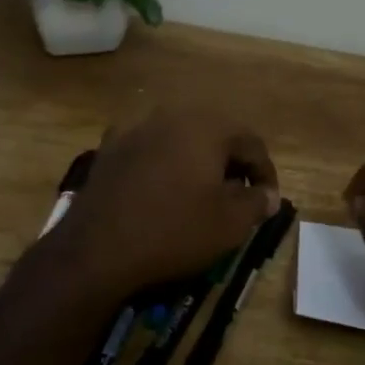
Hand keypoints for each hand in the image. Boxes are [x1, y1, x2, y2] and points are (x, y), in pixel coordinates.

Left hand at [47, 108, 280, 300]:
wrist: (97, 249)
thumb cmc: (174, 231)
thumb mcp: (229, 224)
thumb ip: (257, 203)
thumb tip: (267, 195)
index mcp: (207, 126)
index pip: (251, 143)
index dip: (265, 173)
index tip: (268, 201)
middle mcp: (171, 115)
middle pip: (215, 135)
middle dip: (231, 164)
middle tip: (239, 196)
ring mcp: (136, 128)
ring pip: (181, 140)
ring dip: (198, 162)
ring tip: (203, 194)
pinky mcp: (110, 148)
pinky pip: (151, 150)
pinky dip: (166, 166)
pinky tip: (165, 191)